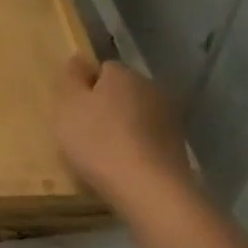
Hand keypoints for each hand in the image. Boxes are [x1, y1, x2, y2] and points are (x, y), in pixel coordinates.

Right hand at [54, 56, 194, 218]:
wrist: (149, 190)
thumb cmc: (98, 142)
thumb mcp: (68, 106)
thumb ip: (71, 77)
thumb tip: (79, 58)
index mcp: (123, 73)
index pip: (102, 69)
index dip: (86, 88)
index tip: (74, 112)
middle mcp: (150, 88)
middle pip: (121, 92)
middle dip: (106, 106)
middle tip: (84, 133)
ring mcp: (169, 118)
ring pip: (137, 116)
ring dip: (124, 128)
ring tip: (105, 155)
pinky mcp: (179, 147)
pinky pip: (149, 140)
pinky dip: (138, 148)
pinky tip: (126, 168)